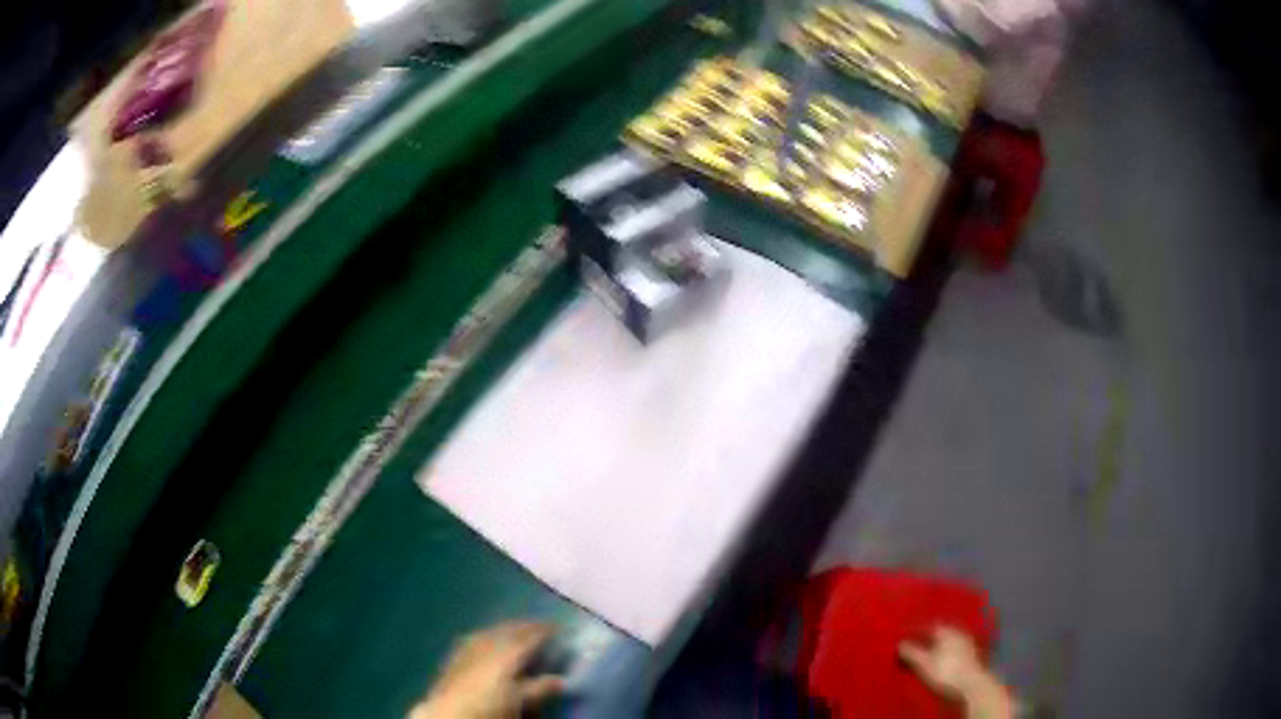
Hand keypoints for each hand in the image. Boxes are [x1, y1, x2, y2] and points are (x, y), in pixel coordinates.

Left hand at [409, 622, 565, 718]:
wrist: (449, 712)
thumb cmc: (490, 707)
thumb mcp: (521, 700)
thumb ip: (540, 687)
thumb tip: (561, 680)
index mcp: (508, 651)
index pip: (530, 635)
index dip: (545, 630)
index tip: (559, 627)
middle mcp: (488, 642)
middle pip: (509, 629)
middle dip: (525, 626)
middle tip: (541, 627)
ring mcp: (469, 646)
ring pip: (492, 631)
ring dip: (506, 629)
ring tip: (517, 632)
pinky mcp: (455, 654)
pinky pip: (476, 637)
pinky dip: (488, 636)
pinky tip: (487, 640)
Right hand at [899, 626, 1013, 718]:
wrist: (972, 684)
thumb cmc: (946, 671)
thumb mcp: (924, 663)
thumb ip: (911, 652)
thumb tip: (899, 643)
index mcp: (946, 630)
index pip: (927, 625)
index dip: (915, 629)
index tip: (904, 634)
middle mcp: (958, 631)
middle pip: (940, 630)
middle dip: (927, 635)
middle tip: (915, 640)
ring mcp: (967, 642)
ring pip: (949, 638)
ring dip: (938, 642)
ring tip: (928, 649)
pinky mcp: (972, 653)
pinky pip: (955, 646)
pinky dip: (947, 649)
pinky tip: (943, 656)